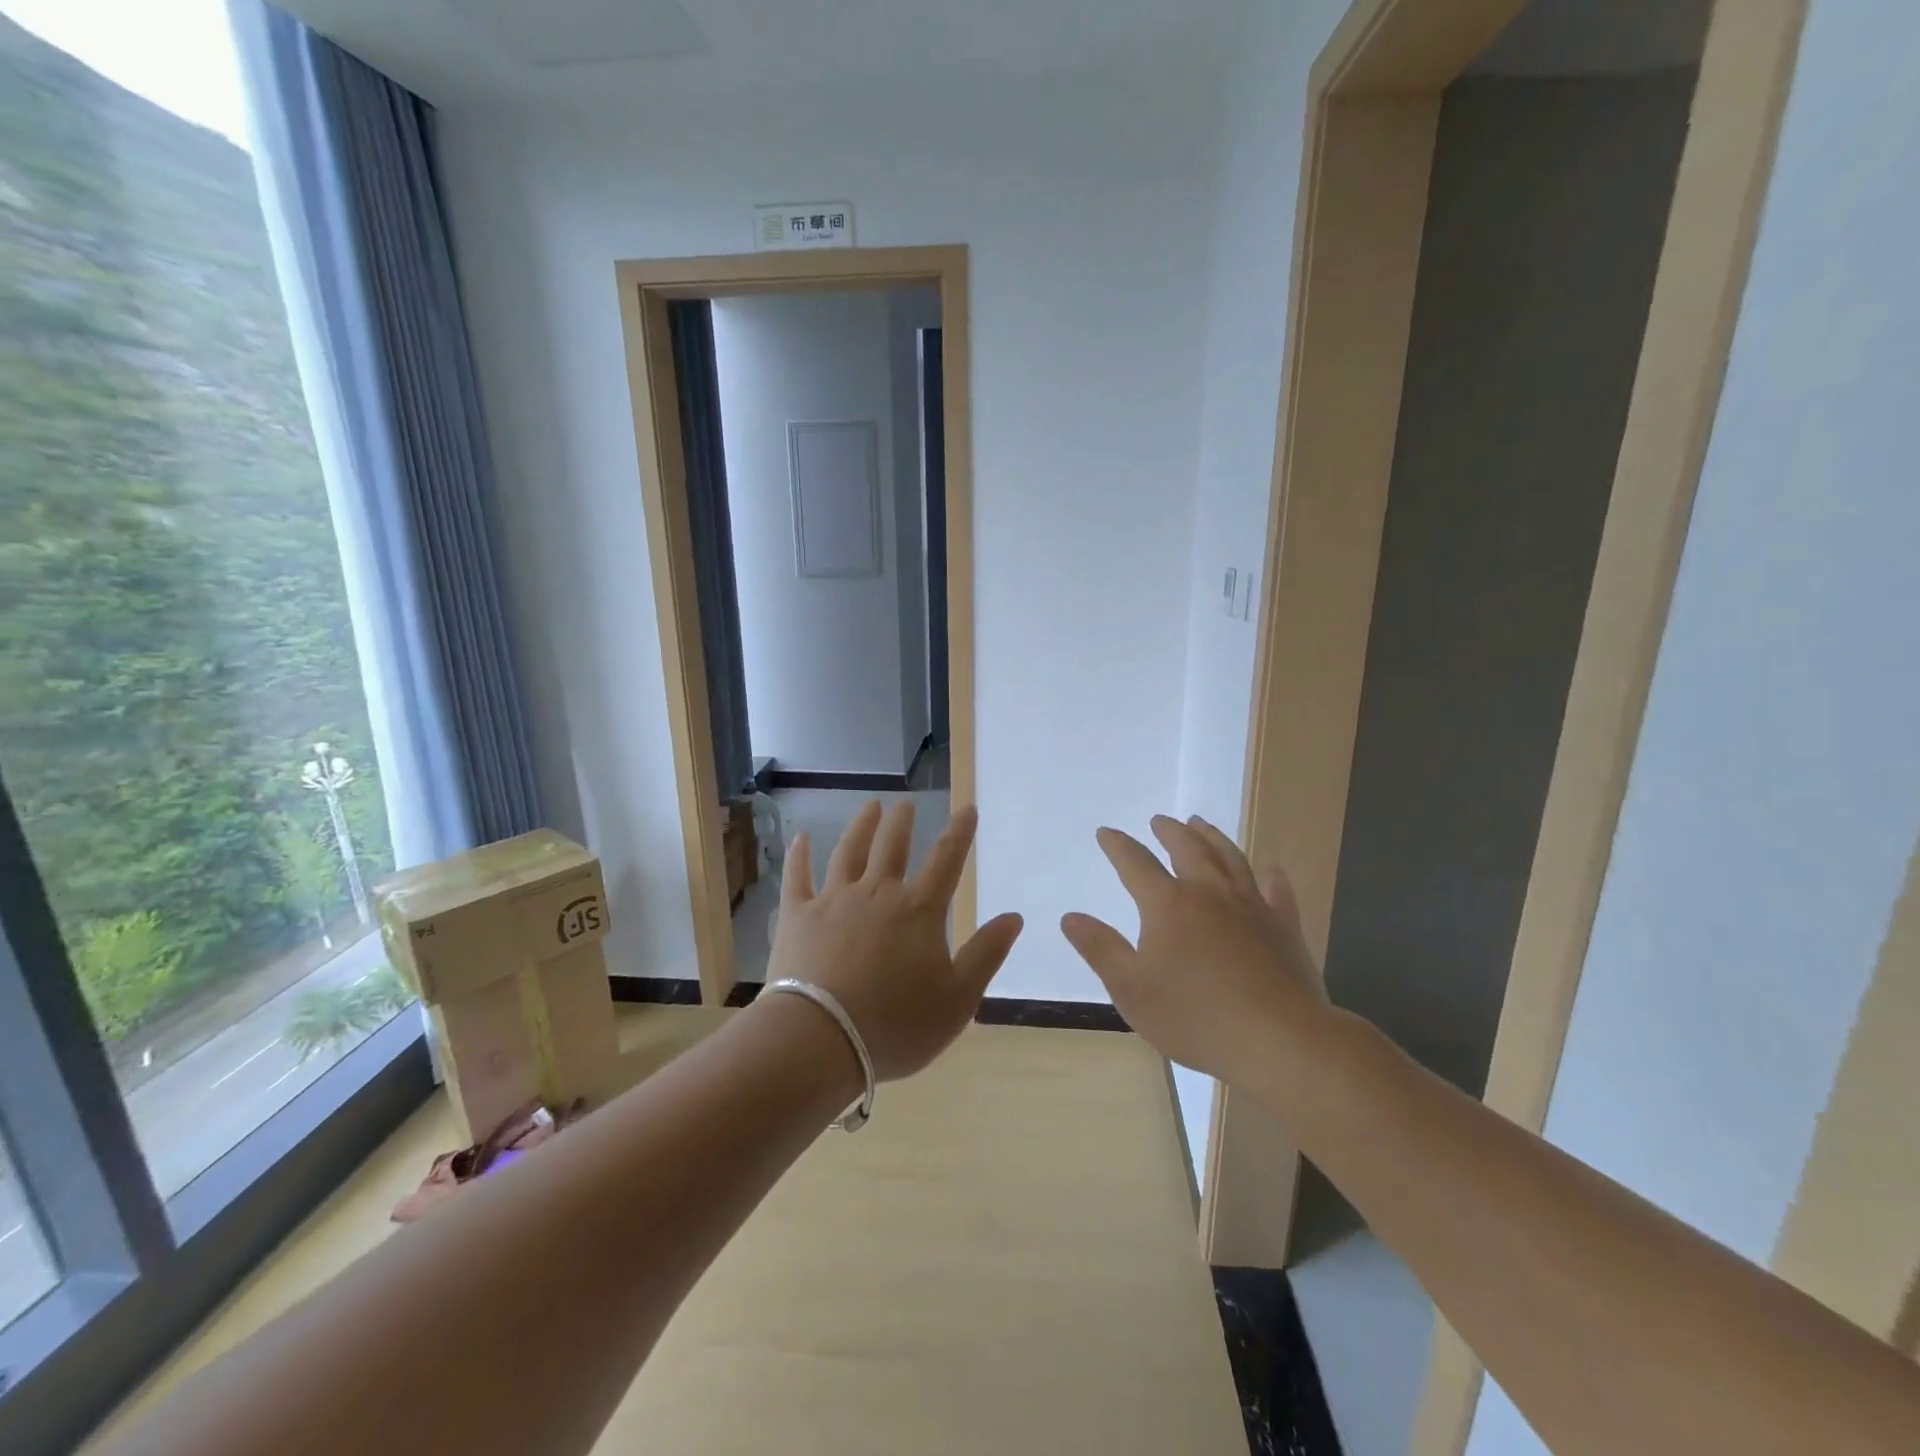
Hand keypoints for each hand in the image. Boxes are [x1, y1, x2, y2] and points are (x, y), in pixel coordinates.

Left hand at [767, 800, 1022, 1080]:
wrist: (821, 1040)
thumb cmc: (896, 1025)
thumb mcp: (958, 999)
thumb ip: (986, 954)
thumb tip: (1014, 916)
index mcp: (919, 910)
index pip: (946, 860)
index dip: (960, 832)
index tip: (967, 808)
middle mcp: (878, 893)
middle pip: (892, 845)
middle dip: (902, 821)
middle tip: (907, 803)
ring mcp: (834, 900)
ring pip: (850, 851)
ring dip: (862, 826)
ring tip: (871, 806)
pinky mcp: (798, 915)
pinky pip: (798, 876)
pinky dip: (800, 855)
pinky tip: (801, 837)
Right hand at [1060, 814, 1329, 1086]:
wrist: (1278, 1040)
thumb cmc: (1195, 1018)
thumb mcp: (1131, 989)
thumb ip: (1100, 949)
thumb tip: (1070, 917)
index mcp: (1168, 905)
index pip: (1136, 863)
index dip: (1118, 846)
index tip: (1106, 833)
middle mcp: (1209, 893)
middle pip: (1187, 848)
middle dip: (1169, 831)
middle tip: (1160, 820)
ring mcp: (1251, 906)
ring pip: (1229, 858)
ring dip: (1211, 837)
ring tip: (1200, 824)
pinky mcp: (1284, 926)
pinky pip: (1277, 890)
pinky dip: (1272, 875)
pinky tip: (1271, 868)